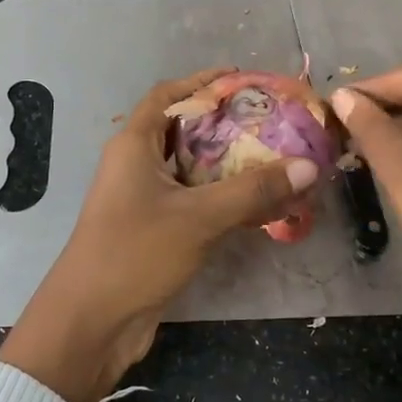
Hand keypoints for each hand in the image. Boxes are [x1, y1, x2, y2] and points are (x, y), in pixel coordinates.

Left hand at [0, 67, 317, 401]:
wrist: (92, 323)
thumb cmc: (135, 253)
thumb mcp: (198, 217)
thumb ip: (254, 190)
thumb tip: (309, 166)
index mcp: (134, 144)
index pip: (168, 96)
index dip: (202, 82)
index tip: (243, 78)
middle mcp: (136, 165)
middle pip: (184, 131)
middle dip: (226, 125)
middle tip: (273, 122)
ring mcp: (144, 200)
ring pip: (192, 170)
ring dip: (229, 165)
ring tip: (276, 159)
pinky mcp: (155, 231)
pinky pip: (194, 202)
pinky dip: (224, 199)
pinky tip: (260, 205)